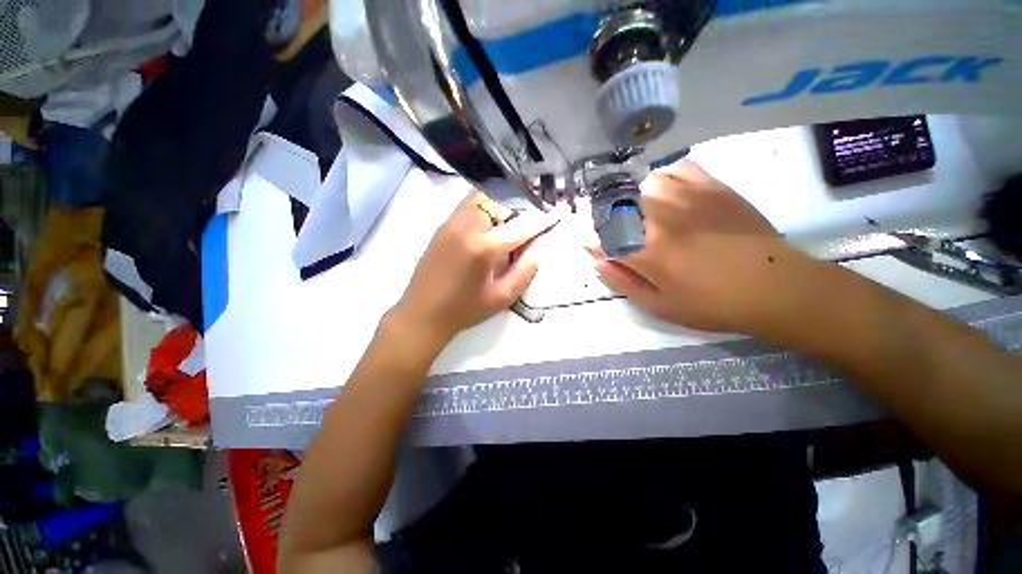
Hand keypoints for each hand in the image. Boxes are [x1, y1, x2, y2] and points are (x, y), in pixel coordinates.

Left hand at [391, 191, 557, 344]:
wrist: (422, 313)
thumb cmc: (465, 310)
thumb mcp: (502, 296)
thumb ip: (526, 269)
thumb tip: (542, 245)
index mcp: (484, 247)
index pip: (522, 225)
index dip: (543, 219)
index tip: (557, 215)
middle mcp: (468, 225)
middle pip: (503, 199)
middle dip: (523, 205)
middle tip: (533, 219)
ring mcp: (452, 220)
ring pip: (485, 196)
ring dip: (504, 202)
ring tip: (514, 220)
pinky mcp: (444, 223)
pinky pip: (471, 203)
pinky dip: (488, 204)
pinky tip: (493, 222)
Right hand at [594, 159, 807, 333]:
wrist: (774, 286)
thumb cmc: (712, 304)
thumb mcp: (660, 306)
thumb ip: (622, 282)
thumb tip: (597, 261)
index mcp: (646, 252)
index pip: (600, 237)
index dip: (591, 241)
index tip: (593, 246)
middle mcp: (659, 218)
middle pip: (615, 204)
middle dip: (605, 217)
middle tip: (612, 229)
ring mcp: (686, 197)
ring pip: (640, 182)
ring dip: (630, 196)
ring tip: (635, 210)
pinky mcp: (710, 186)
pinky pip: (674, 168)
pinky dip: (660, 177)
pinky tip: (662, 190)